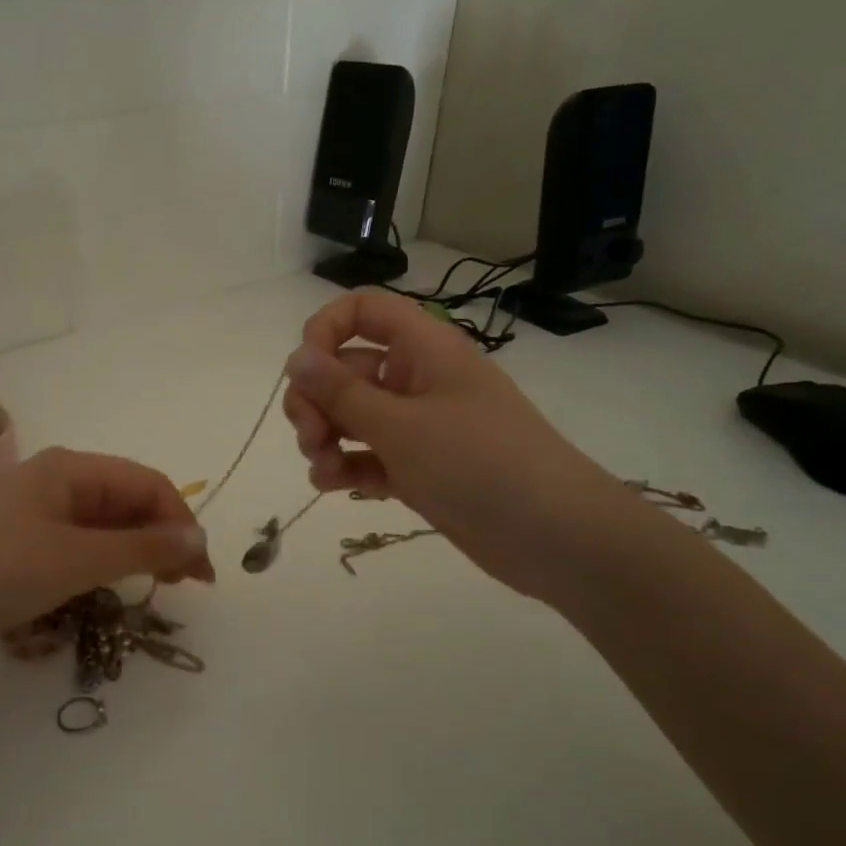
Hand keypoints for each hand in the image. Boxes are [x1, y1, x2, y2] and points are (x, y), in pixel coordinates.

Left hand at [0, 448, 214, 660]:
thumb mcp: (77, 559)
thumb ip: (143, 548)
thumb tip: (199, 539)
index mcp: (72, 469)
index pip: (148, 485)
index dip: (182, 524)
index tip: (202, 573)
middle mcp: (56, 480)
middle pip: (126, 502)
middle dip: (160, 539)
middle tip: (184, 586)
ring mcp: (33, 510)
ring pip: (100, 525)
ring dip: (132, 553)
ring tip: (151, 589)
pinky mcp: (16, 539)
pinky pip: (73, 543)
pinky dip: (99, 562)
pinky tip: (104, 587)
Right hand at [282, 290, 633, 600]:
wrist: (551, 535)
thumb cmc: (476, 462)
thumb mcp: (399, 424)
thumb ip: (339, 391)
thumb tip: (294, 357)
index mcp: (423, 348)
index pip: (364, 311)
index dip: (326, 330)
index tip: (304, 371)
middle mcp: (417, 379)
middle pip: (347, 369)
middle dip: (317, 400)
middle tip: (311, 436)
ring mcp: (418, 426)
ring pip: (353, 416)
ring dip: (326, 437)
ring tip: (324, 468)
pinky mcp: (418, 468)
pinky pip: (369, 455)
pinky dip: (347, 466)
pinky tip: (333, 485)